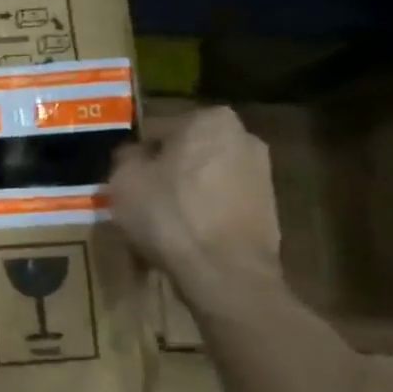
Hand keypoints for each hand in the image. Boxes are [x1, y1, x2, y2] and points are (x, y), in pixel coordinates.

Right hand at [110, 107, 280, 283]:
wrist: (224, 272)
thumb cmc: (169, 214)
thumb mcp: (124, 179)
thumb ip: (126, 157)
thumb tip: (134, 156)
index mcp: (210, 119)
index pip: (156, 129)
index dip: (135, 154)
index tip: (123, 177)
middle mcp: (244, 136)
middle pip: (186, 151)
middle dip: (165, 169)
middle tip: (140, 196)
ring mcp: (262, 173)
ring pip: (204, 176)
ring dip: (184, 191)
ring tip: (160, 219)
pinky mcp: (268, 207)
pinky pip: (221, 201)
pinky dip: (203, 212)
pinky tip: (185, 234)